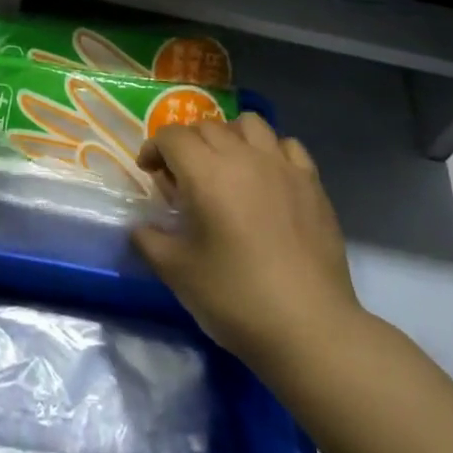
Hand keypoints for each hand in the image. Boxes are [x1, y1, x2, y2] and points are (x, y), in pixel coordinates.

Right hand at [132, 113, 361, 367]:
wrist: (309, 328)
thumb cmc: (236, 298)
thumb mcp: (177, 273)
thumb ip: (149, 241)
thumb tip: (140, 227)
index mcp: (206, 174)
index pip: (172, 137)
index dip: (154, 148)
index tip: (149, 172)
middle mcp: (244, 158)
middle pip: (207, 127)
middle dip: (186, 143)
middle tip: (181, 176)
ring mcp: (282, 167)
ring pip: (249, 124)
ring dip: (229, 136)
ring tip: (225, 166)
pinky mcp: (312, 183)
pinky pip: (286, 146)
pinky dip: (269, 151)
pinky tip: (266, 177)